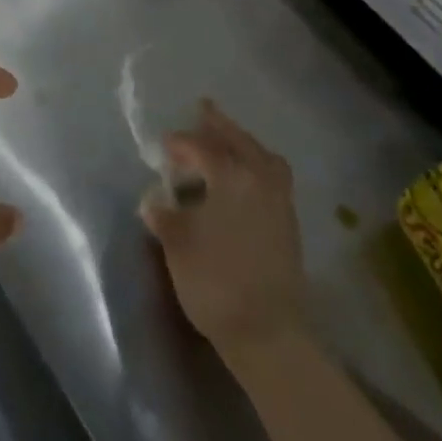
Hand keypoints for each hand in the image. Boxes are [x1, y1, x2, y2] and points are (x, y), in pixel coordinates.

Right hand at [141, 99, 309, 364]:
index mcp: (232, 175)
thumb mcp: (178, 245)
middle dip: (219, 125)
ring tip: (225, 141)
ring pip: (261, 156)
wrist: (267, 331)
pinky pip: (271, 175)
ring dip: (242, 143)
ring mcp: (279, 199)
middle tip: (203, 110)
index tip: (164, 144)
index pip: (202, 148)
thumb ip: (165, 216)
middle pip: (239, 141)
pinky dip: (255, 164)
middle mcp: (260, 178)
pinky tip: (241, 177)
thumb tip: (154, 200)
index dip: (181, 143)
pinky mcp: (288, 221)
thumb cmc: (215, 281)